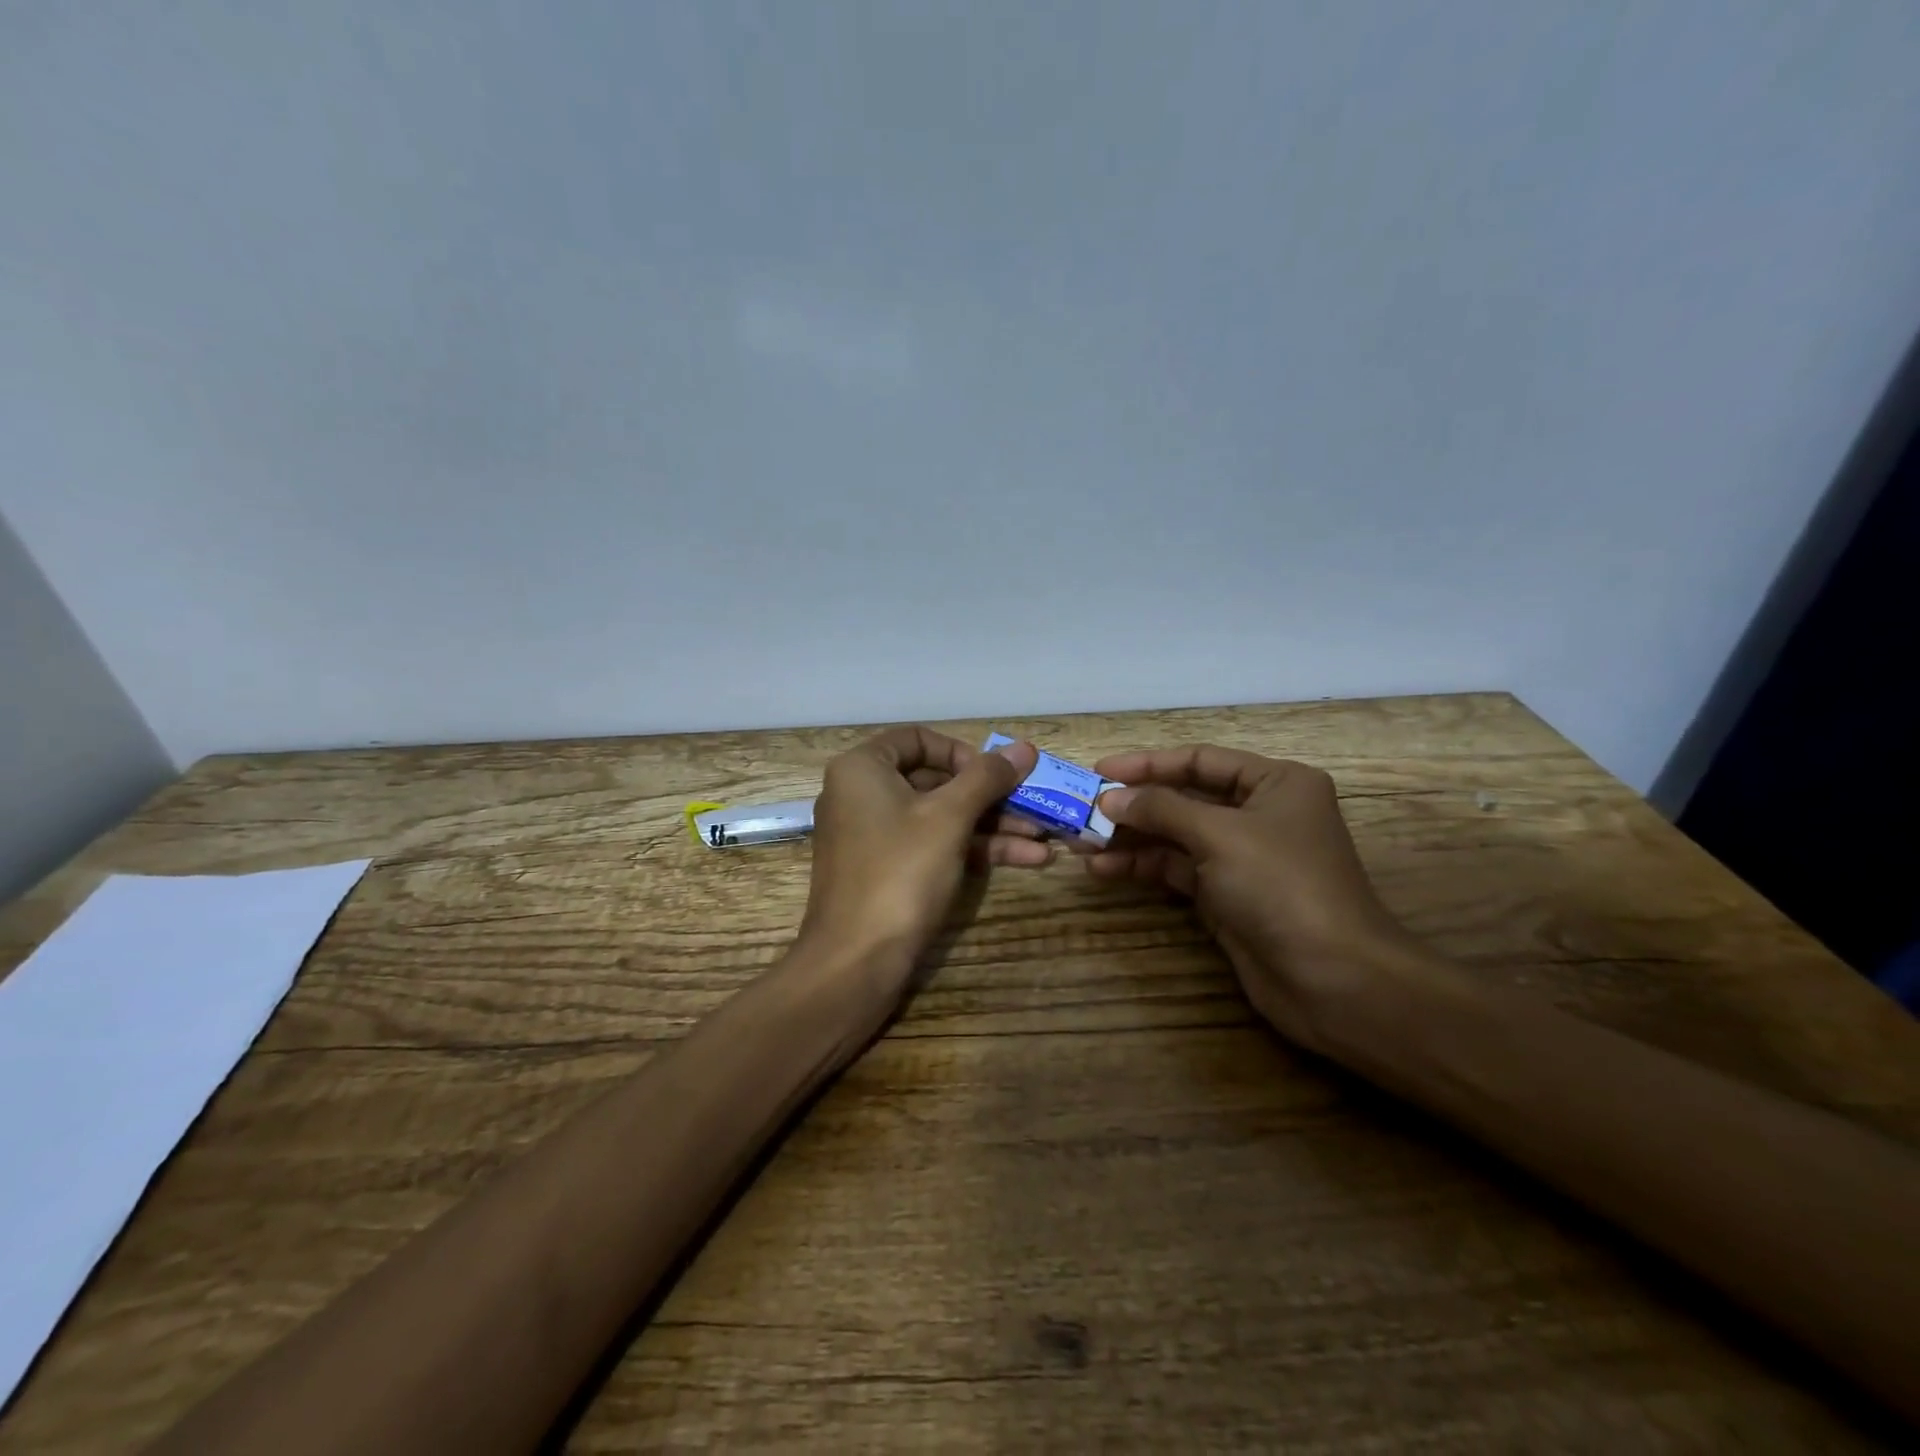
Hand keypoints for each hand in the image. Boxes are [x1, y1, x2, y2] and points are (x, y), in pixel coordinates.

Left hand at [798, 726, 1044, 995]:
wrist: (856, 962)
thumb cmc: (900, 872)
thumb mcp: (950, 817)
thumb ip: (988, 778)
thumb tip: (1025, 747)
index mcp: (862, 768)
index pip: (919, 739)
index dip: (963, 753)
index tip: (995, 775)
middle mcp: (862, 795)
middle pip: (936, 781)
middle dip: (991, 796)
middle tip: (1036, 805)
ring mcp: (875, 836)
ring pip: (941, 817)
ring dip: (994, 826)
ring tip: (1047, 838)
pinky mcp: (888, 871)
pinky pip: (934, 846)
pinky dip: (975, 850)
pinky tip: (1028, 859)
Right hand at [1087, 745, 1424, 1050]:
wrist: (1333, 980)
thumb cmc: (1282, 886)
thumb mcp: (1220, 835)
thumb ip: (1161, 809)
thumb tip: (1109, 797)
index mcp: (1276, 783)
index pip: (1201, 761)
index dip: (1148, 764)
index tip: (1100, 771)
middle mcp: (1260, 814)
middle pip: (1185, 798)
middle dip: (1134, 806)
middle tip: (1082, 811)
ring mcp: (1242, 858)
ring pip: (1176, 837)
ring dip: (1131, 839)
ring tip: (1081, 844)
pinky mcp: (1227, 896)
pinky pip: (1177, 870)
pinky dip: (1143, 868)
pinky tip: (1103, 871)